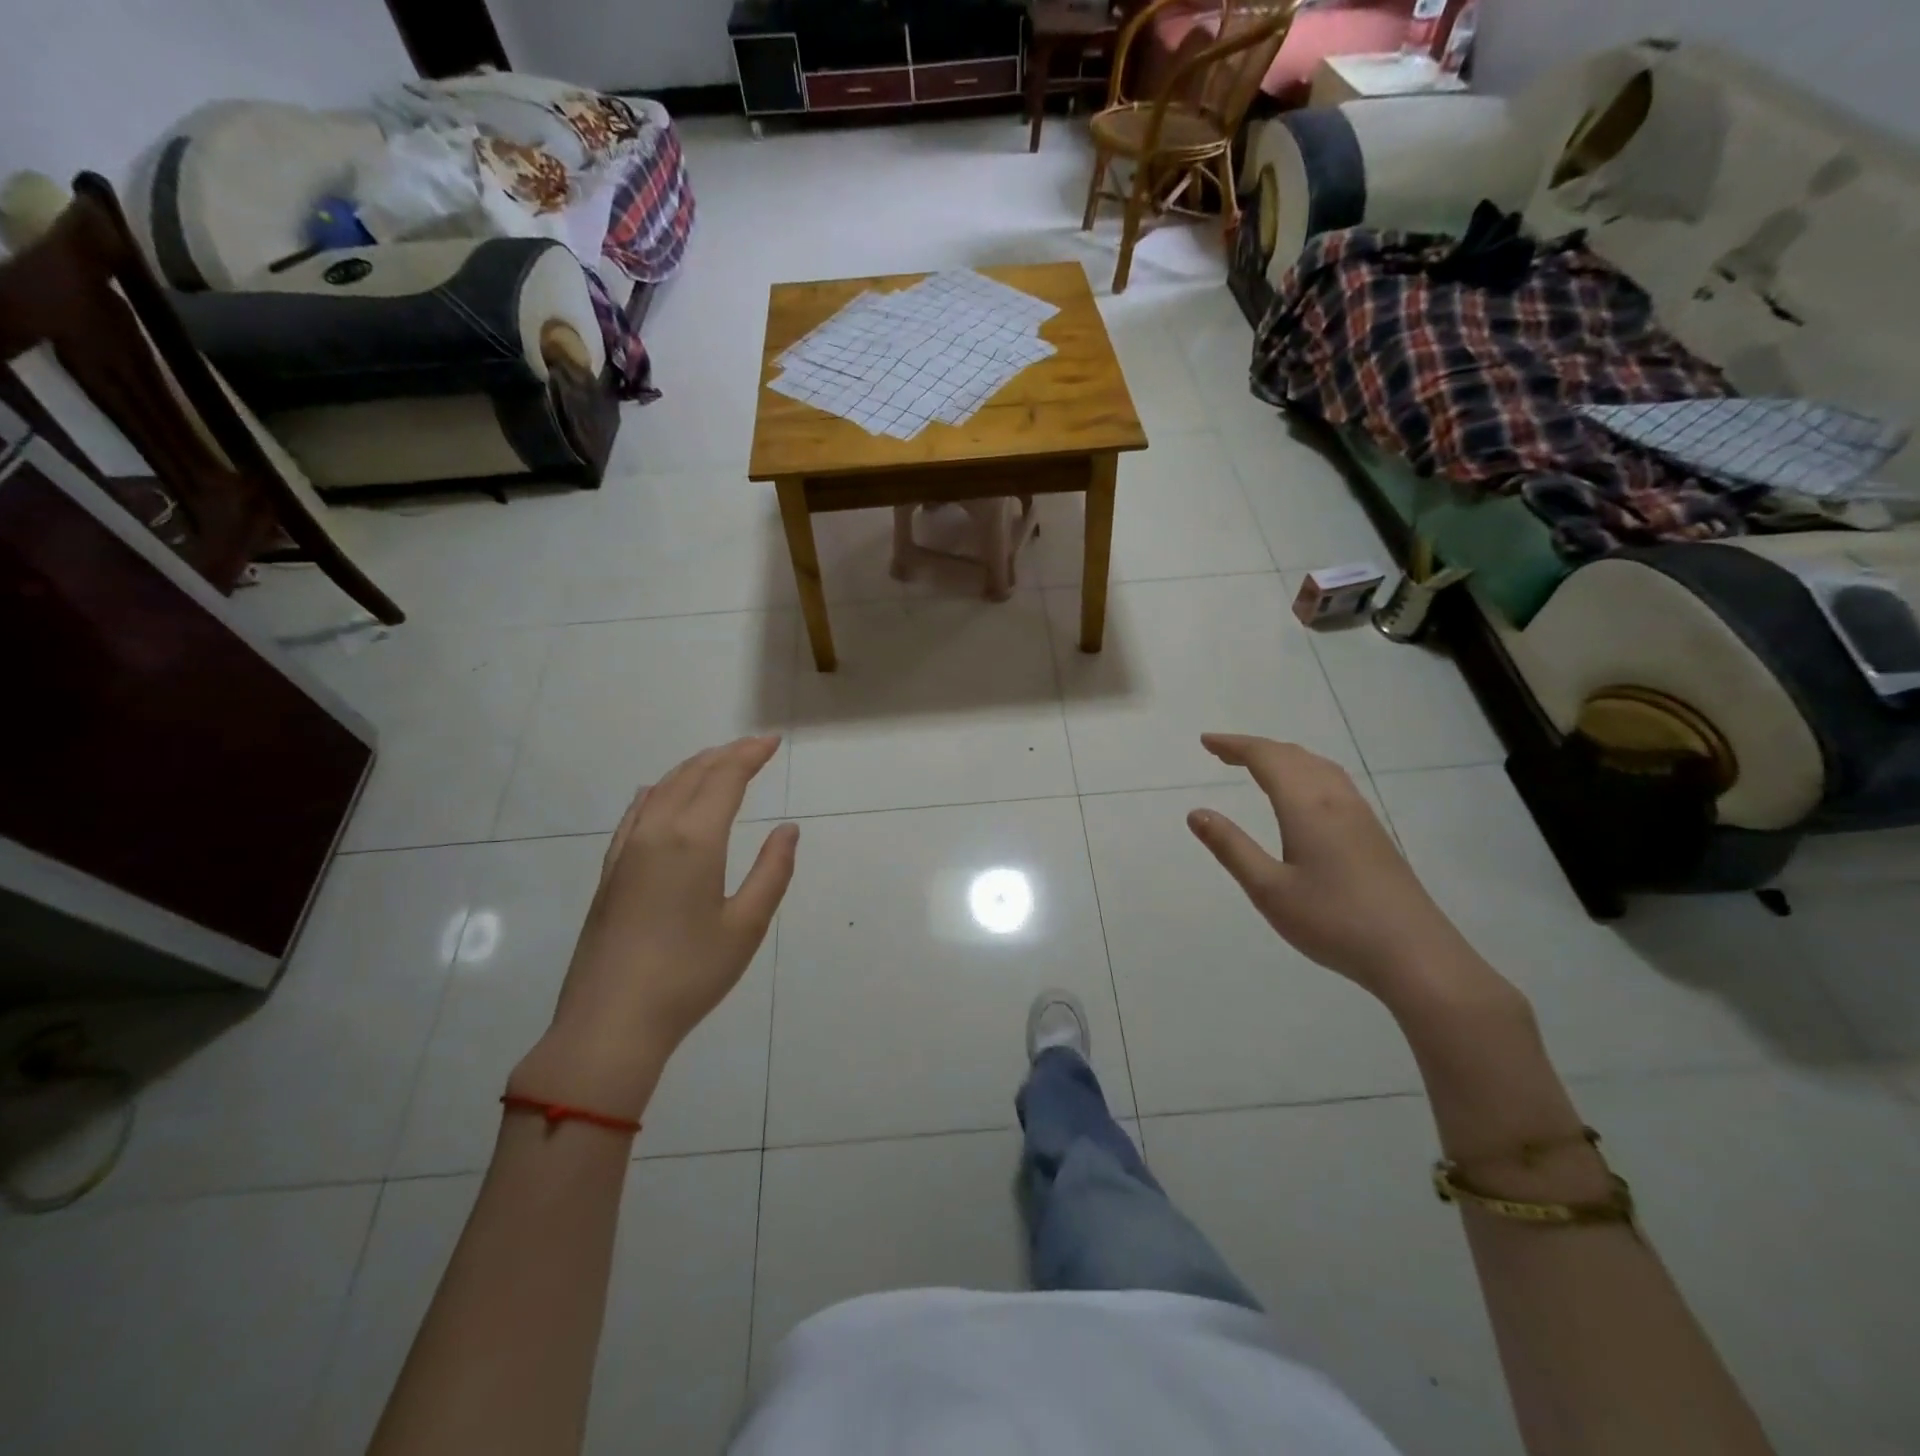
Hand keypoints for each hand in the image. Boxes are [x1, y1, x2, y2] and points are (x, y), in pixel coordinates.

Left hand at [513, 737, 798, 1118]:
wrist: (611, 1022)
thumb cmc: (690, 975)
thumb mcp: (747, 926)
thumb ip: (772, 871)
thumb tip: (788, 829)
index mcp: (694, 840)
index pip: (725, 778)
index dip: (750, 755)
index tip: (773, 741)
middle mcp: (657, 832)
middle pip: (692, 775)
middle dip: (725, 754)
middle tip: (754, 746)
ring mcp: (627, 851)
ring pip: (661, 789)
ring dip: (692, 768)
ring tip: (717, 762)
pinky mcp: (610, 873)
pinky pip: (635, 814)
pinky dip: (655, 792)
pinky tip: (656, 792)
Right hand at [1185, 733, 1481, 1004]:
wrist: (1415, 955)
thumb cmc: (1333, 921)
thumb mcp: (1269, 889)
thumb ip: (1231, 848)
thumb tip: (1196, 813)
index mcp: (1307, 807)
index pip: (1266, 758)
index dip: (1234, 745)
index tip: (1205, 741)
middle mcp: (1335, 800)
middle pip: (1292, 756)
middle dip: (1254, 748)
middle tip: (1221, 753)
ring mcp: (1360, 815)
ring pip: (1317, 766)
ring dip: (1282, 758)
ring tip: (1255, 766)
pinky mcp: (1373, 833)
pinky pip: (1333, 781)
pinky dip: (1305, 771)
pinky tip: (1302, 794)